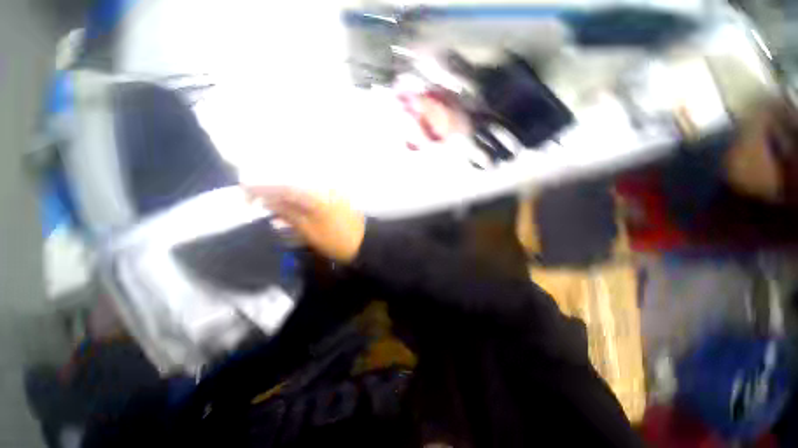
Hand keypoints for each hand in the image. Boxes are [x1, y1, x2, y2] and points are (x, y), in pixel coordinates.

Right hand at [245, 186, 365, 263]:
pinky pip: (311, 198)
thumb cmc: (337, 241)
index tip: (244, 193)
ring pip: (301, 193)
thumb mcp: (309, 231)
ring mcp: (330, 194)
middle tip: (255, 203)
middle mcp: (323, 189)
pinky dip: (299, 204)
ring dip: (285, 200)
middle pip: (291, 187)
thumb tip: (268, 201)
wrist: (365, 243)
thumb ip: (289, 214)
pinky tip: (291, 213)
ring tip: (271, 211)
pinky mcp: (334, 200)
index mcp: (316, 196)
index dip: (262, 189)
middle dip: (272, 194)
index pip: (283, 187)